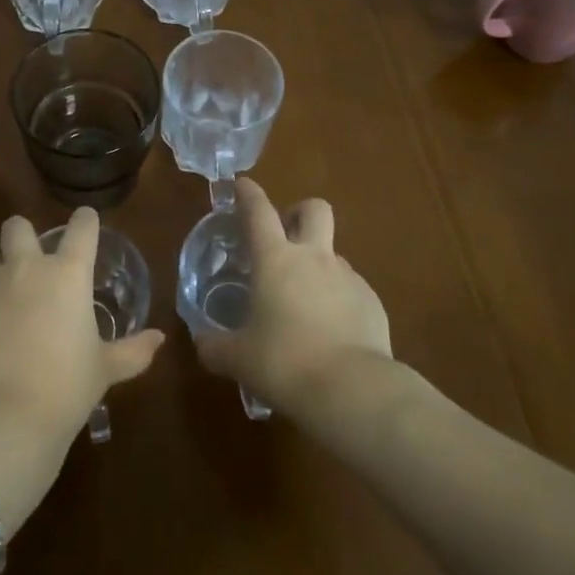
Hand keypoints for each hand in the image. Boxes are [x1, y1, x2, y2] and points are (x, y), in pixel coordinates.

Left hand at [0, 208, 165, 458]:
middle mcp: (25, 267)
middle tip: (30, 260)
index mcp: (68, 274)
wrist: (4, 419)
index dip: (85, 220)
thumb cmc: (66, 388)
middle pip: (18, 226)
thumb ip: (133, 350)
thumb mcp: (105, 369)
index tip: (86, 221)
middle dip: (24, 236)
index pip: (81, 228)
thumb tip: (159, 339)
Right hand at [194, 179, 390, 417]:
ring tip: (303, 303)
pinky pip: (351, 289)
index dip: (248, 193)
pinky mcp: (372, 303)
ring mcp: (348, 278)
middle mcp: (314, 258)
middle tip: (284, 234)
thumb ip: (215, 346)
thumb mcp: (238, 358)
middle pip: (314, 209)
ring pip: (333, 253)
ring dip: (317, 265)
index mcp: (276, 260)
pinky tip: (330, 332)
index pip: (258, 211)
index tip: (241, 184)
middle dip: (298, 212)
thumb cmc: (284, 363)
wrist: (353, 390)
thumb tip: (202, 342)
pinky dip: (337, 299)